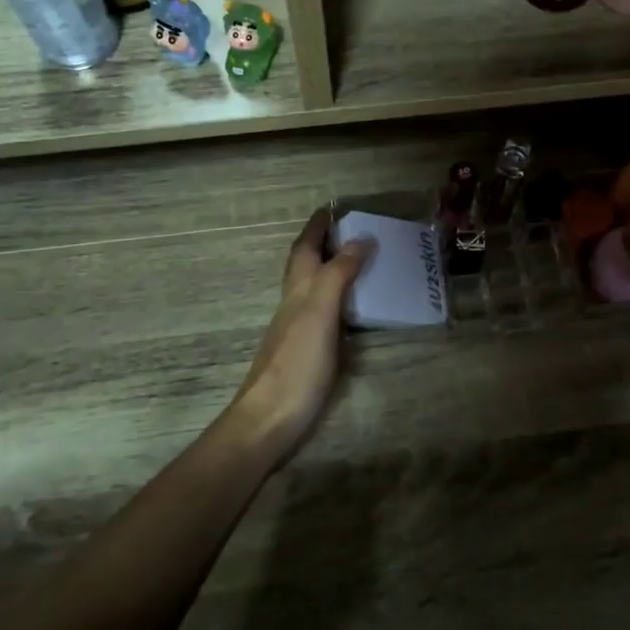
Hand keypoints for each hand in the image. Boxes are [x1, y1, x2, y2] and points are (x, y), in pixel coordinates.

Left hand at [219, 208, 369, 464]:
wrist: (269, 420)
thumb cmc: (296, 364)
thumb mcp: (319, 313)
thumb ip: (337, 275)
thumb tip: (360, 239)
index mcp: (297, 292)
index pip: (304, 250)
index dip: (316, 228)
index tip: (331, 208)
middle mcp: (294, 306)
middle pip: (304, 267)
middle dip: (322, 245)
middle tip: (351, 231)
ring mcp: (298, 331)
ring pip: (313, 290)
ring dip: (331, 271)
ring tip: (360, 263)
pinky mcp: (307, 354)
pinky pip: (325, 314)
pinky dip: (338, 301)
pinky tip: (353, 311)